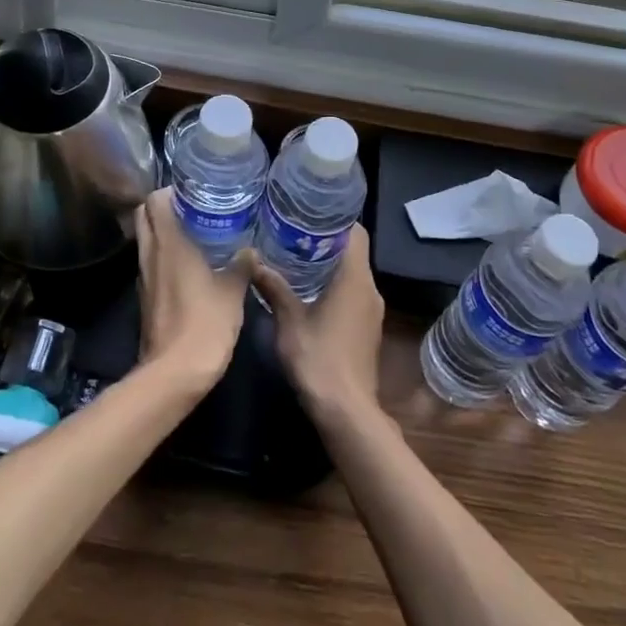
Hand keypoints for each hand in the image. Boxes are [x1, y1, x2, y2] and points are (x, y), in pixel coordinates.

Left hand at [133, 189, 253, 395]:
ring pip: (146, 241)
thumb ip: (242, 266)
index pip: (155, 201)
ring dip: (163, 231)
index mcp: (169, 244)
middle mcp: (150, 255)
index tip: (193, 190)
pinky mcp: (146, 298)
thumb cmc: (205, 324)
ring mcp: (144, 278)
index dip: (170, 191)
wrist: (175, 373)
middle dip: (162, 207)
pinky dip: (164, 255)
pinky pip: (151, 264)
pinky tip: (189, 264)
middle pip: (144, 217)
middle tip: (192, 207)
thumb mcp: (233, 291)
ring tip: (195, 231)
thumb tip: (250, 251)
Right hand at [250, 224, 384, 428]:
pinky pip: (353, 294)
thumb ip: (274, 288)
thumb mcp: (289, 322)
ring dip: (329, 265)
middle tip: (293, 233)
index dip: (336, 219)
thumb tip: (254, 260)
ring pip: (353, 275)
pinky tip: (308, 292)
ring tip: (296, 258)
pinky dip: (334, 286)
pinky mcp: (367, 328)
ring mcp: (372, 311)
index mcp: (355, 279)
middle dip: (326, 241)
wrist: (347, 412)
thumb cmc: (319, 359)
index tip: (310, 213)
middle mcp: (370, 290)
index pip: (356, 233)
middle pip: (353, 252)